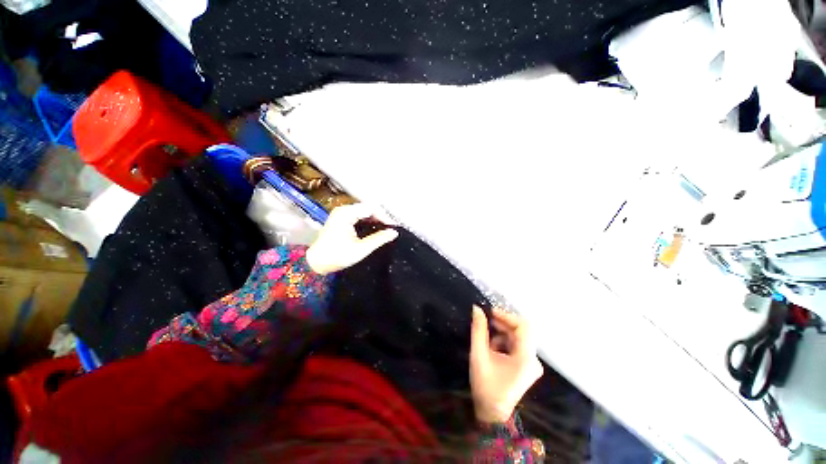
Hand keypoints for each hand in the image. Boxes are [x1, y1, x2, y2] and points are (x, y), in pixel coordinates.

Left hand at [306, 203, 398, 274]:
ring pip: (364, 212)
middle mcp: (343, 210)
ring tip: (384, 230)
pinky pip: (358, 216)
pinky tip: (373, 229)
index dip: (384, 217)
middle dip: (380, 218)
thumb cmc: (337, 256)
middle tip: (390, 229)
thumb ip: (379, 239)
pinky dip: (367, 221)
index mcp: (347, 213)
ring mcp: (341, 214)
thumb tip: (394, 233)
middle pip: (368, 208)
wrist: (316, 263)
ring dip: (374, 219)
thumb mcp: (361, 249)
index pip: (372, 208)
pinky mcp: (340, 219)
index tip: (393, 227)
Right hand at [470, 306, 542, 423]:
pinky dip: (504, 342)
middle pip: (521, 331)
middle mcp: (533, 360)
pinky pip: (517, 346)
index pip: (523, 326)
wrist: (492, 413)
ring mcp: (531, 364)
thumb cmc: (485, 386)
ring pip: (518, 338)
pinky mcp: (526, 366)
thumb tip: (477, 309)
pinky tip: (492, 348)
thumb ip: (478, 330)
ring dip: (502, 333)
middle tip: (486, 320)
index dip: (507, 316)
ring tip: (486, 338)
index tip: (490, 313)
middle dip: (503, 323)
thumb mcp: (479, 355)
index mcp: (526, 358)